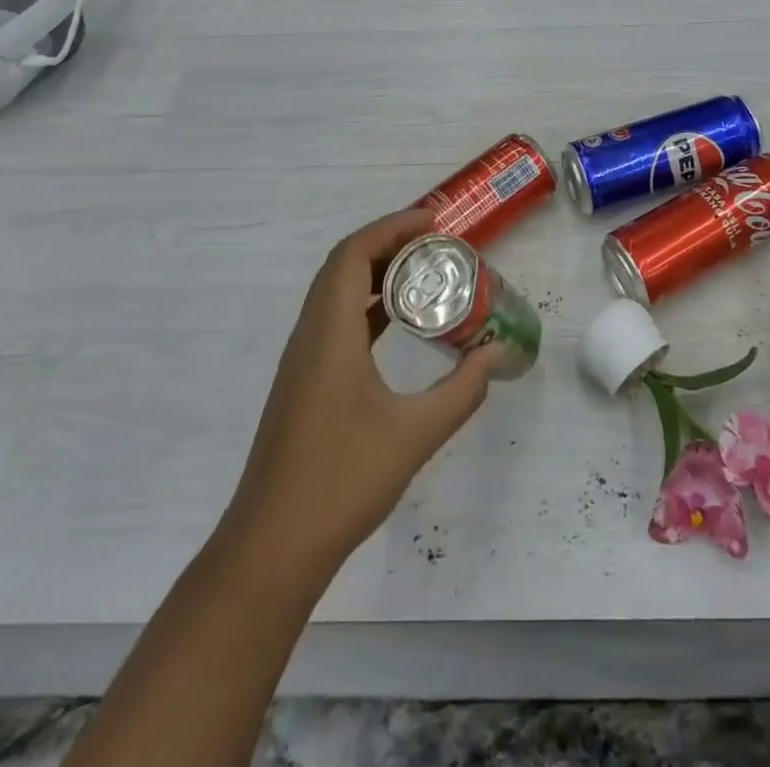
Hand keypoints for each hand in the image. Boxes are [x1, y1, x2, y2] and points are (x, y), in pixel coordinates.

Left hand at [224, 210, 498, 582]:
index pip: (354, 254)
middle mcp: (310, 336)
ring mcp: (302, 360)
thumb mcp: (415, 434)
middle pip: (343, 265)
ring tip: (423, 272)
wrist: (271, 548)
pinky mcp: (303, 383)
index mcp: (330, 334)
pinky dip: (366, 305)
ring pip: (335, 292)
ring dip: (375, 272)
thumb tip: (498, 354)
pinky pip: (335, 320)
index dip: (392, 226)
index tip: (434, 221)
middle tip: (436, 242)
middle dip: (388, 242)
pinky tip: (397, 323)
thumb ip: (462, 390)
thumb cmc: (341, 482)